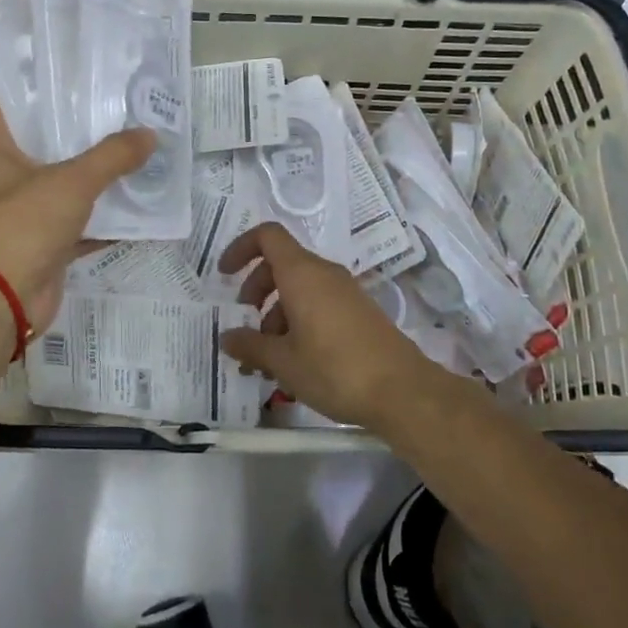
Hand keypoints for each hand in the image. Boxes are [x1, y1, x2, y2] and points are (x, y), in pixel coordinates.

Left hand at [0, 77, 154, 330]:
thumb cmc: (20, 226)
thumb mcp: (71, 182)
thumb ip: (112, 157)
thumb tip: (150, 134)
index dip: (11, 72)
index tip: (51, 61)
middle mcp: (1, 174)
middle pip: (31, 134)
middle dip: (68, 119)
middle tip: (109, 98)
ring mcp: (20, 210)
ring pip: (58, 178)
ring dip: (90, 168)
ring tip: (131, 142)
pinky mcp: (41, 243)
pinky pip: (77, 221)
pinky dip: (103, 217)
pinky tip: (137, 204)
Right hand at [217, 223, 439, 430]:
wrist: (403, 391)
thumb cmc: (334, 369)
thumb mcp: (283, 362)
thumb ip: (250, 346)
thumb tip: (227, 338)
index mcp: (302, 274)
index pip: (267, 236)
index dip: (241, 248)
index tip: (224, 275)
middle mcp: (324, 274)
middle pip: (281, 263)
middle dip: (256, 288)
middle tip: (246, 321)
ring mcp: (345, 292)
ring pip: (300, 287)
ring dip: (277, 312)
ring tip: (266, 358)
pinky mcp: (359, 312)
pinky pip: (319, 303)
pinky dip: (299, 321)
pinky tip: (294, 362)